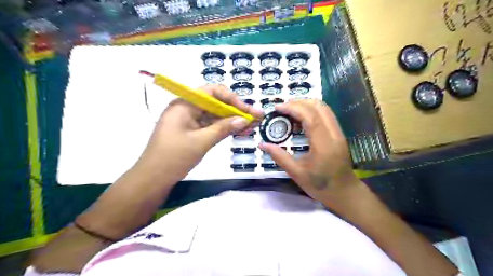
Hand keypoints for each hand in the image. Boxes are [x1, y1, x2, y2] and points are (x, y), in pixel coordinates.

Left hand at [137, 84, 263, 183]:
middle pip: (216, 103)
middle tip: (256, 117)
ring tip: (252, 125)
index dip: (232, 99)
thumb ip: (224, 128)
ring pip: (215, 115)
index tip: (247, 110)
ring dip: (233, 120)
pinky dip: (224, 128)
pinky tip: (239, 131)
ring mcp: (190, 120)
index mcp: (184, 104)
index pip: (212, 92)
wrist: (153, 179)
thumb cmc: (174, 157)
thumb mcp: (201, 142)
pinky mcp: (192, 131)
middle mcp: (187, 108)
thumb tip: (245, 119)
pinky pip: (211, 125)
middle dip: (236, 110)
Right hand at [259, 100, 360, 208]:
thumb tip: (262, 145)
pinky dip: (312, 111)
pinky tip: (301, 119)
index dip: (293, 108)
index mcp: (323, 145)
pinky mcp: (338, 133)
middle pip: (318, 107)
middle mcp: (333, 134)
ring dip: (306, 104)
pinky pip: (326, 114)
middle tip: (282, 108)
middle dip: (298, 102)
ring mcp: (338, 132)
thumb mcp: (296, 174)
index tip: (277, 108)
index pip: (310, 117)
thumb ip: (279, 157)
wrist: (344, 192)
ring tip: (289, 111)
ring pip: (324, 108)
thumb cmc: (320, 186)